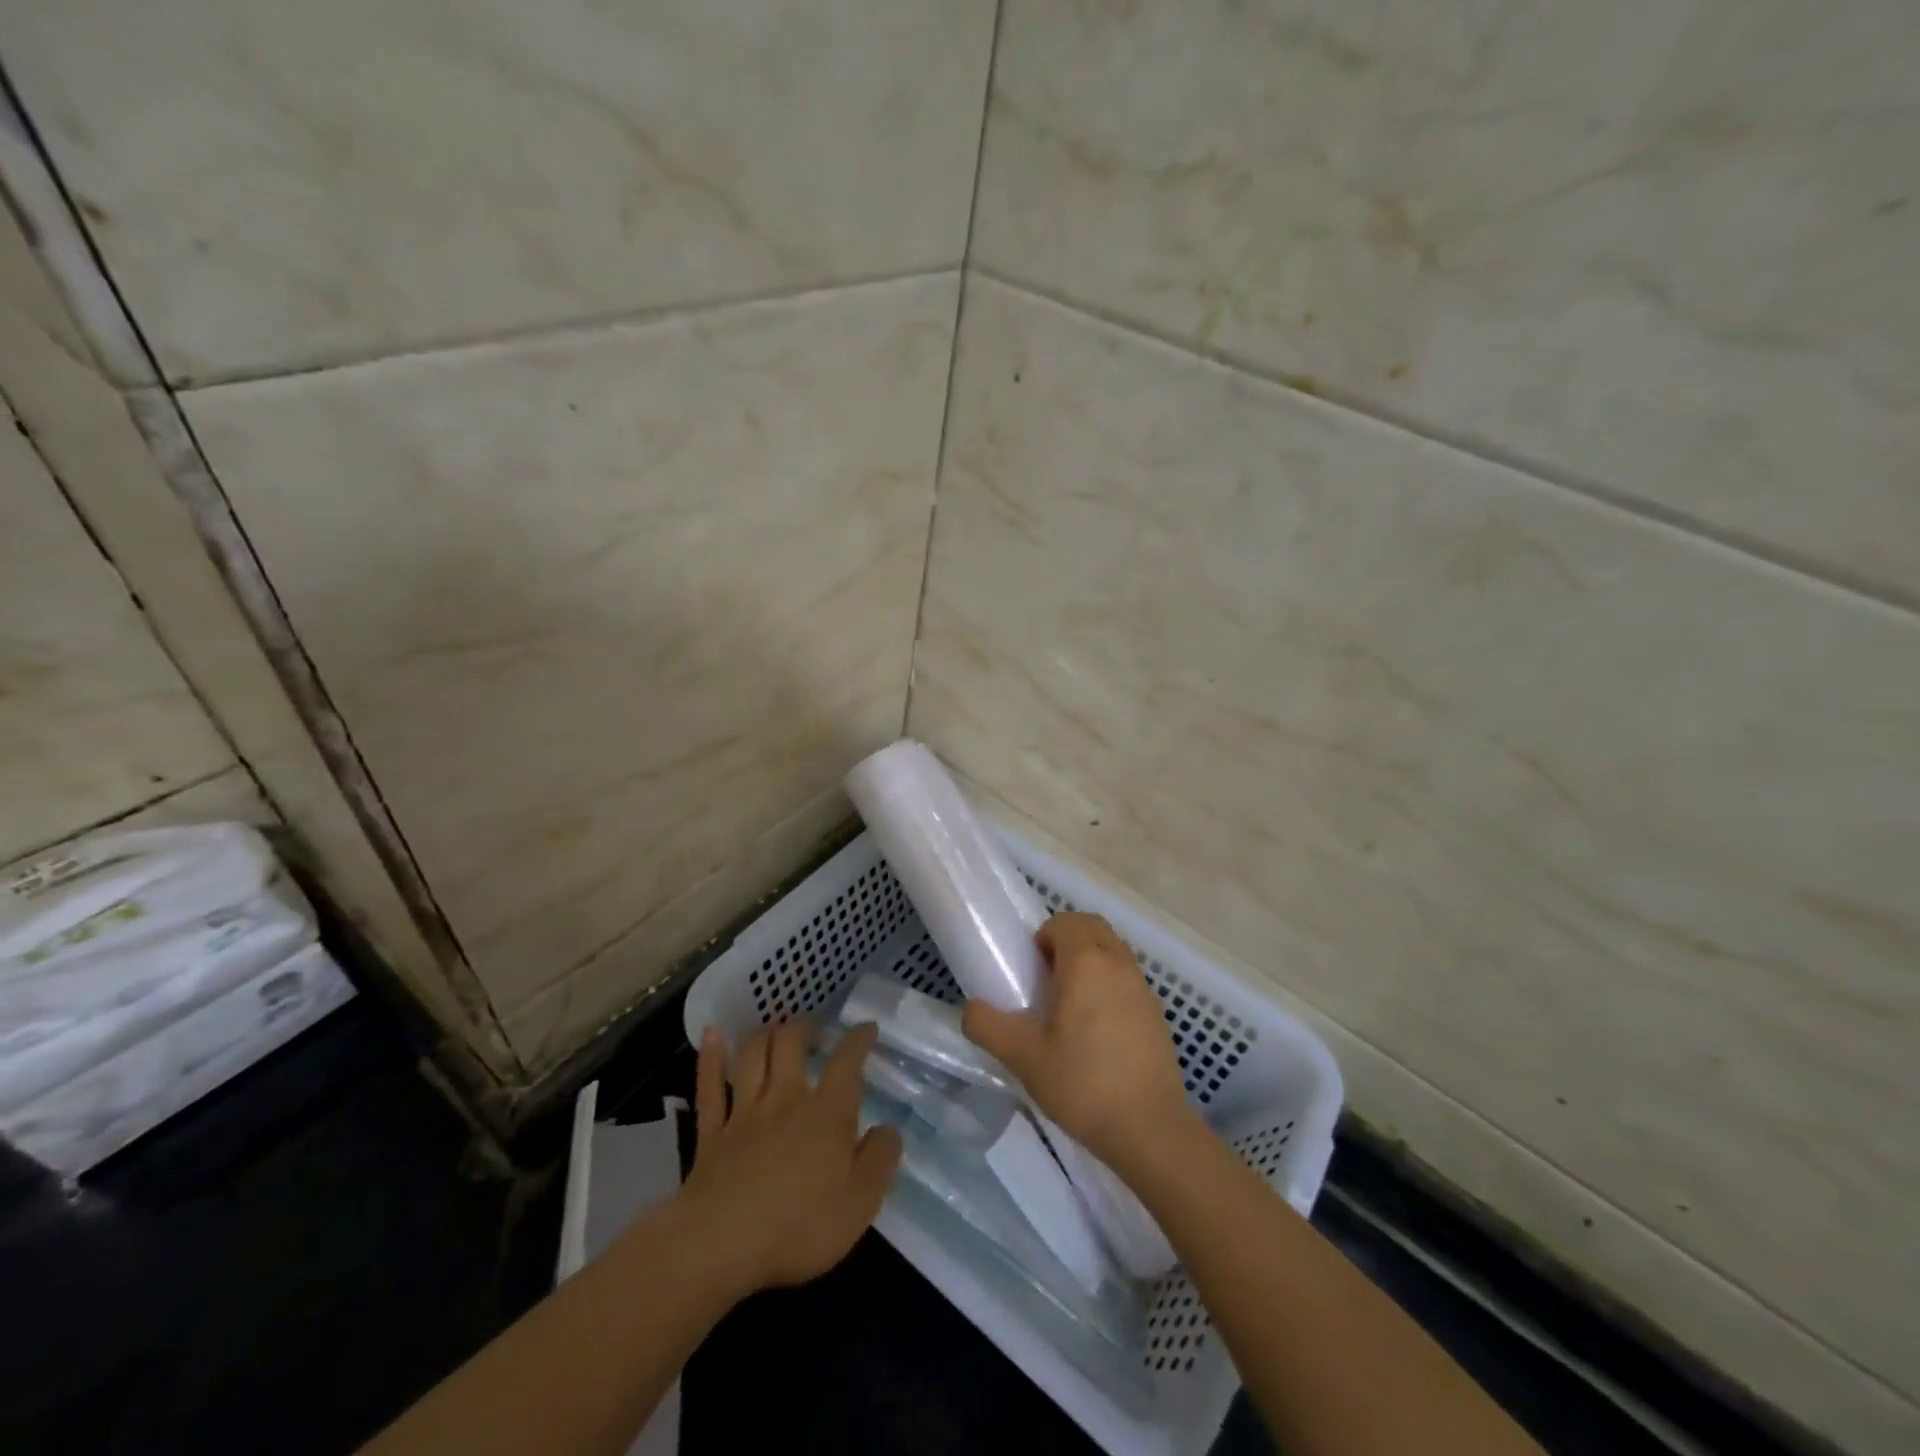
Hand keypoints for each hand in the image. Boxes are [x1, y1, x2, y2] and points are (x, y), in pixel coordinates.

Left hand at [677, 1021, 901, 1298]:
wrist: (719, 1245)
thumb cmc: (798, 1227)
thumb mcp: (860, 1203)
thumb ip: (880, 1160)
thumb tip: (888, 1129)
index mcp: (826, 1114)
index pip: (846, 1063)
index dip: (858, 1039)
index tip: (866, 1028)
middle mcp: (785, 1100)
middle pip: (791, 1044)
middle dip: (804, 1028)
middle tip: (814, 1030)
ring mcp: (744, 1113)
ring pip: (752, 1056)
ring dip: (765, 1034)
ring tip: (775, 1029)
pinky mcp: (711, 1134)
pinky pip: (709, 1086)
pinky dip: (711, 1056)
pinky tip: (712, 1034)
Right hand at [962, 912, 1198, 1173]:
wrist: (1150, 1129)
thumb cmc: (1083, 1084)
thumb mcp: (1023, 1058)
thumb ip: (988, 1026)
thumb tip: (971, 1009)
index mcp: (1086, 963)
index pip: (1065, 921)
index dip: (1044, 936)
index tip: (1031, 970)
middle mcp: (1118, 963)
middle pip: (1093, 927)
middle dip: (1068, 939)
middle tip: (1047, 979)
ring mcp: (1143, 987)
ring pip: (1114, 950)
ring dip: (1091, 960)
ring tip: (1070, 1004)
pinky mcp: (1157, 1013)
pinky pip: (1128, 977)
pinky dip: (1110, 983)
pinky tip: (1098, 1030)